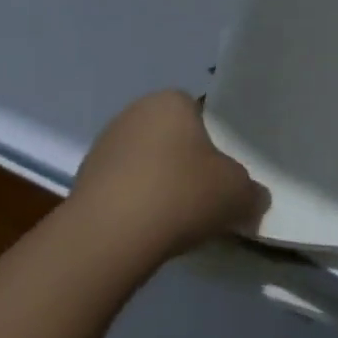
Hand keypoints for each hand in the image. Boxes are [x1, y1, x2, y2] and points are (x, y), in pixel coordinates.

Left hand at [68, 91, 269, 265]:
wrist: (109, 236)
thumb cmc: (180, 193)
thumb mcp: (237, 193)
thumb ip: (252, 192)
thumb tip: (255, 198)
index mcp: (171, 101)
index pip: (200, 115)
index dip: (213, 145)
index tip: (220, 176)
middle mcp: (134, 112)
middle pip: (171, 139)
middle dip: (184, 164)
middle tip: (203, 198)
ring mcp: (104, 146)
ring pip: (145, 164)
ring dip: (157, 186)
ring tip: (174, 222)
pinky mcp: (82, 181)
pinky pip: (121, 189)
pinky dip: (134, 206)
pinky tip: (146, 232)